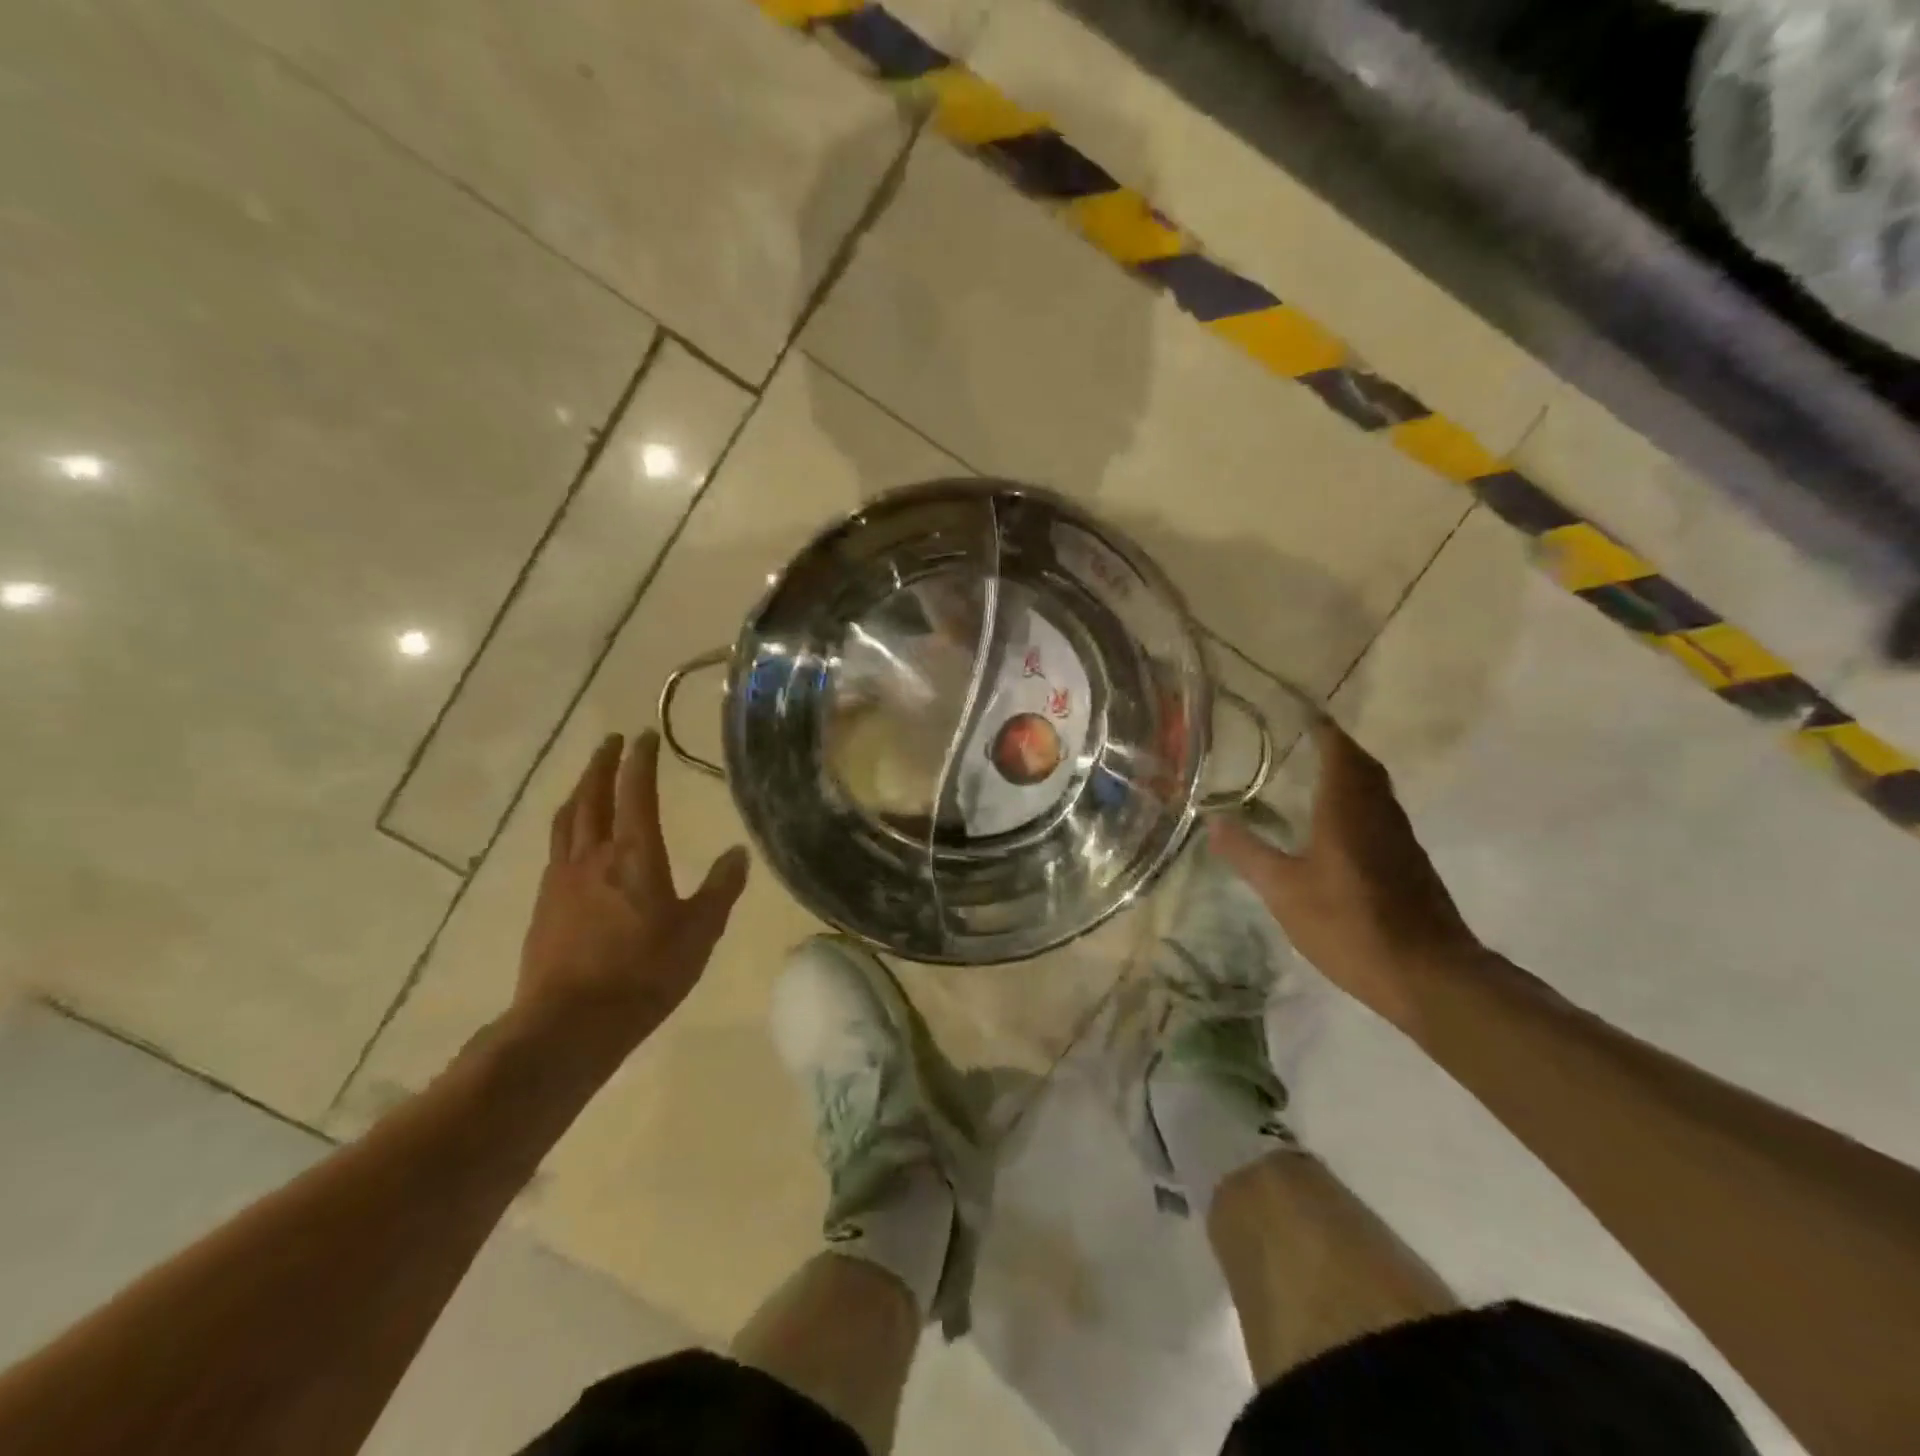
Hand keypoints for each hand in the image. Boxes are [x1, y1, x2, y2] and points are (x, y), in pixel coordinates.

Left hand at [514, 731, 748, 1055]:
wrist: (570, 1023)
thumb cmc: (645, 973)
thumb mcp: (699, 932)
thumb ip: (720, 888)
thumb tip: (738, 853)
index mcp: (634, 854)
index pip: (635, 792)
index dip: (640, 760)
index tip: (645, 735)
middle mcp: (594, 855)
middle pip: (593, 796)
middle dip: (603, 764)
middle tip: (612, 741)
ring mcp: (563, 878)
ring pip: (568, 818)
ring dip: (580, 789)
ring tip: (589, 777)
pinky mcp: (545, 903)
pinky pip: (556, 846)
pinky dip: (567, 824)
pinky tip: (572, 836)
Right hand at [1209, 717, 1481, 1029]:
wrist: (1428, 975)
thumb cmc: (1349, 924)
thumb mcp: (1283, 891)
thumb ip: (1248, 854)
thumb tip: (1212, 821)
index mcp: (1347, 810)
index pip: (1339, 753)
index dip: (1323, 730)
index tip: (1305, 714)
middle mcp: (1379, 814)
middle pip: (1363, 767)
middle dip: (1338, 749)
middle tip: (1308, 740)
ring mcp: (1400, 841)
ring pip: (1376, 792)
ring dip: (1352, 776)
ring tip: (1318, 777)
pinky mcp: (1411, 866)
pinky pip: (1382, 817)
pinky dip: (1360, 805)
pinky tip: (1339, 829)